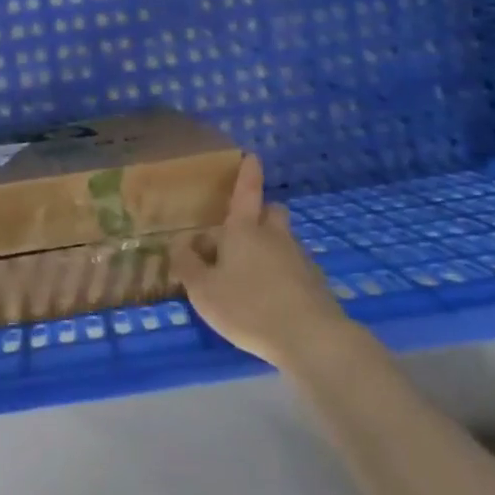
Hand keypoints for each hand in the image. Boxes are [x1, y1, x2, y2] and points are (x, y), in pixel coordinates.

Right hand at [172, 155, 347, 369]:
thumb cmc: (248, 307)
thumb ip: (188, 265)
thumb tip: (178, 244)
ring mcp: (299, 258)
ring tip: (250, 273)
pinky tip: (271, 297)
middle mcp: (274, 236)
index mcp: (244, 230)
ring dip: (270, 246)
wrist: (310, 338)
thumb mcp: (203, 291)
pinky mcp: (315, 282)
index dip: (248, 173)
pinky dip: (282, 273)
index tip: (252, 156)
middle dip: (260, 213)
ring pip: (284, 239)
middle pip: (271, 211)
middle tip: (242, 230)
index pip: (246, 191)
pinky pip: (294, 266)